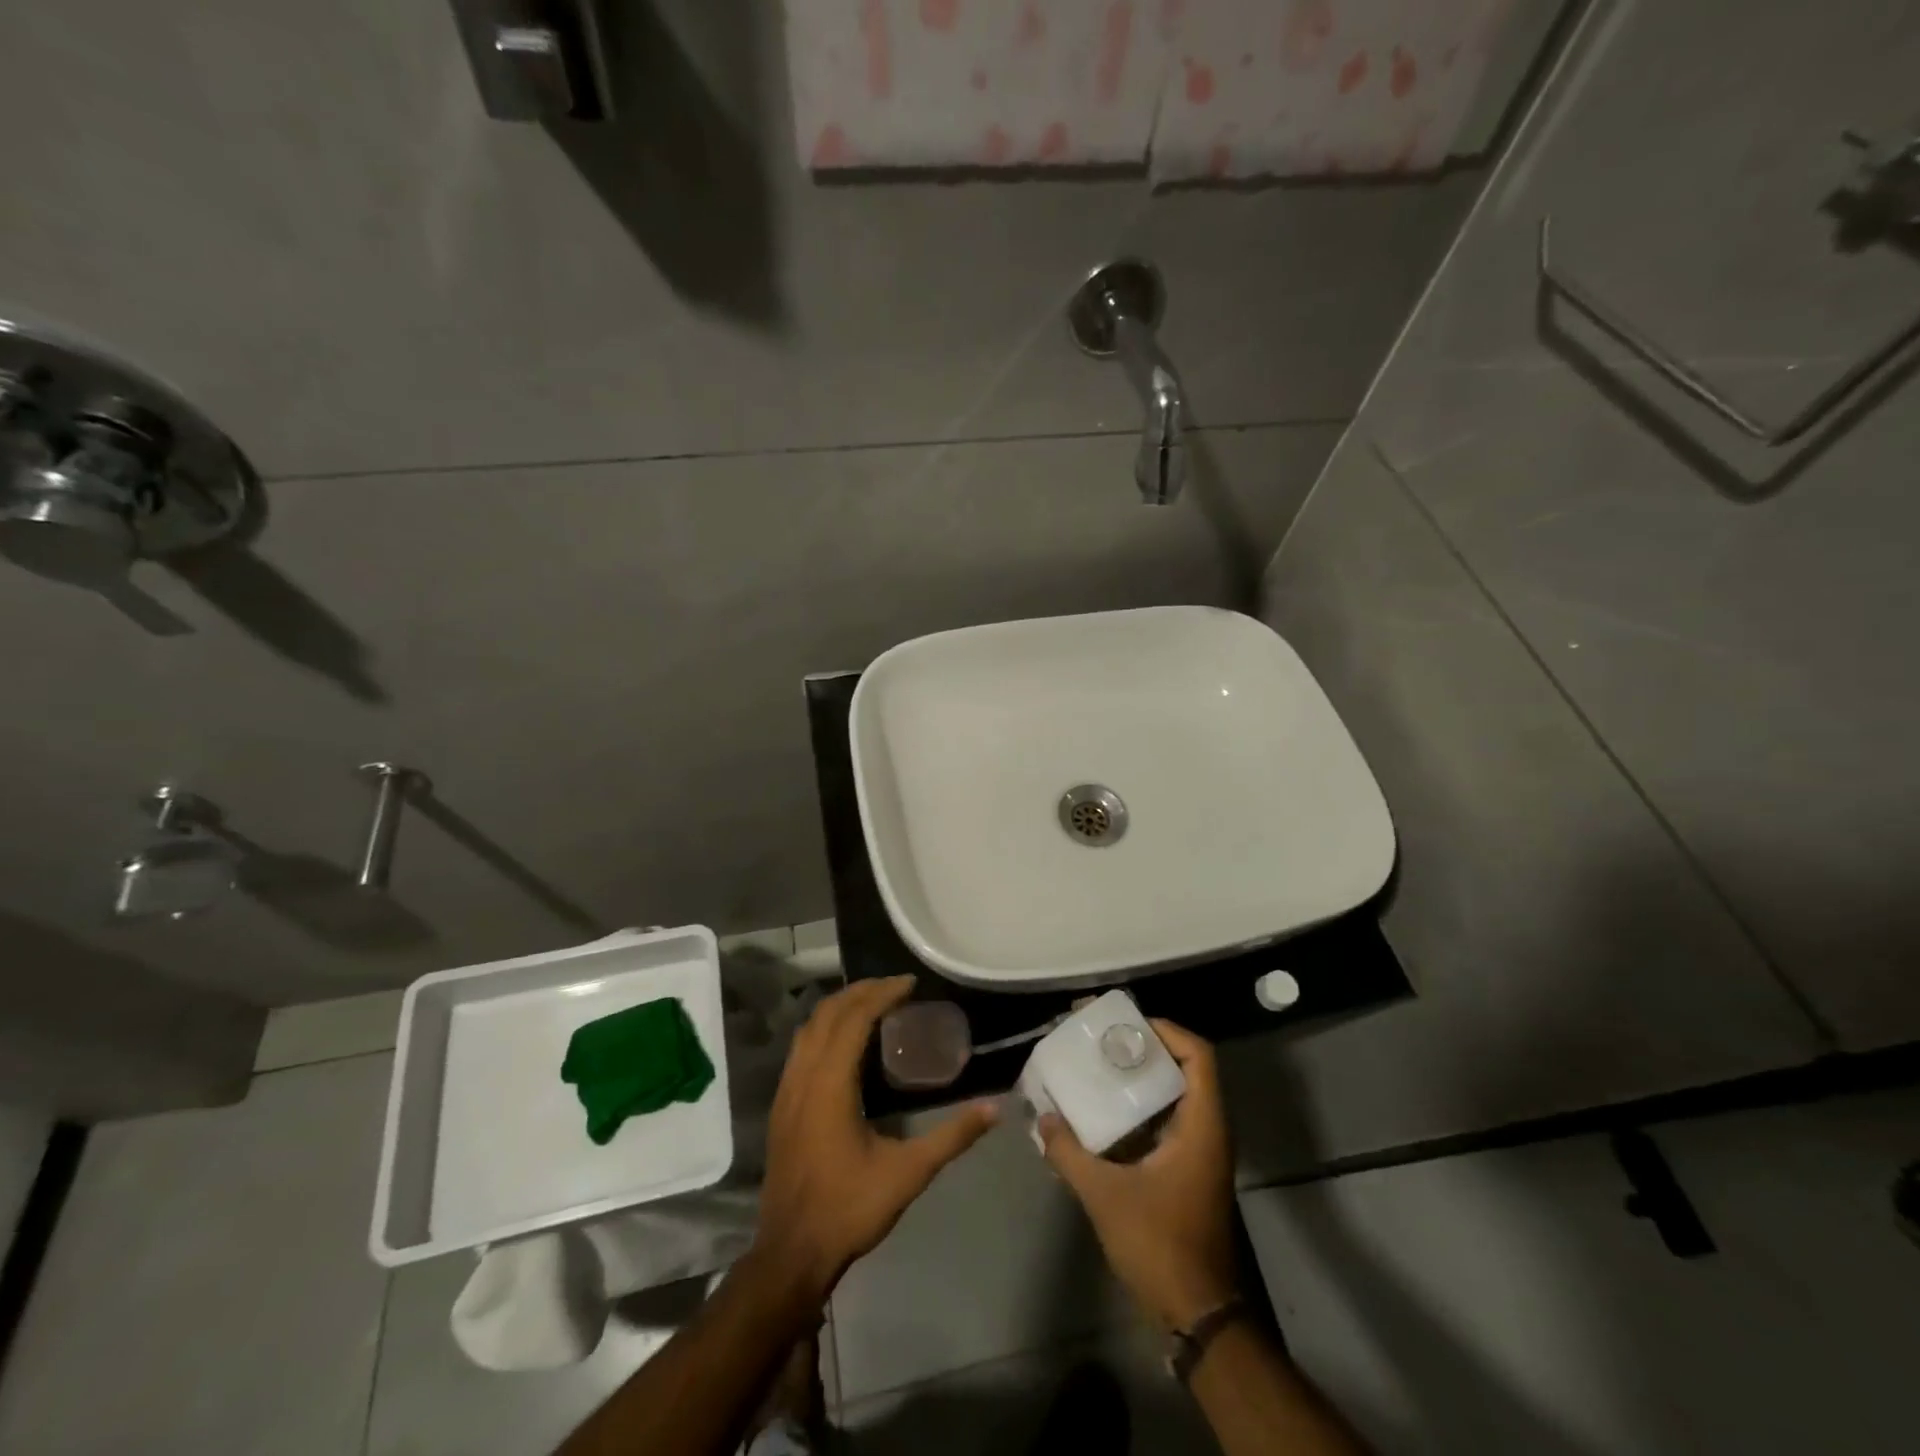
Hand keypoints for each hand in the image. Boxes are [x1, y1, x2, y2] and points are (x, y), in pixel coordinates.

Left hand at [752, 977, 997, 1300]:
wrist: (790, 1254)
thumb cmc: (849, 1208)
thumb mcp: (908, 1173)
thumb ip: (952, 1137)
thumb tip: (995, 1108)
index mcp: (830, 1084)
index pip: (854, 1018)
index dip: (882, 993)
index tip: (910, 983)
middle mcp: (803, 1076)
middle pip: (828, 1012)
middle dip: (861, 991)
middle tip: (896, 987)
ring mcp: (786, 1090)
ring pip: (809, 1027)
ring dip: (840, 1006)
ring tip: (872, 1002)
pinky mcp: (781, 1105)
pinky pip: (800, 1046)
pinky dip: (824, 1027)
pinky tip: (844, 1041)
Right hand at [1040, 1019, 1239, 1331]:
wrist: (1196, 1312)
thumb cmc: (1158, 1244)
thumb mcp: (1104, 1195)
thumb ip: (1069, 1152)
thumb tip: (1040, 1119)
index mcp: (1202, 1126)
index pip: (1198, 1056)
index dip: (1166, 1031)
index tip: (1125, 1024)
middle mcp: (1209, 1131)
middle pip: (1186, 1068)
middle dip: (1146, 1048)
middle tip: (1103, 1038)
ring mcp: (1201, 1152)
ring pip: (1177, 1095)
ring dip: (1142, 1076)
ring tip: (1099, 1064)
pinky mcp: (1189, 1170)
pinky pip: (1169, 1119)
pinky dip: (1141, 1105)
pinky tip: (1105, 1111)